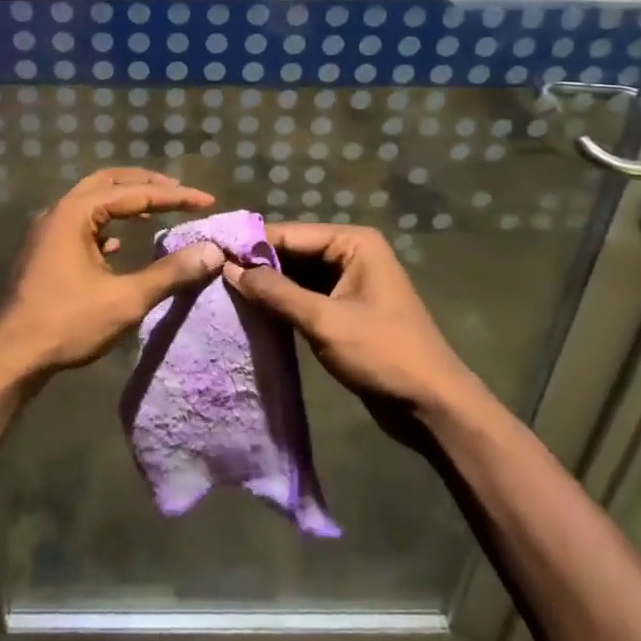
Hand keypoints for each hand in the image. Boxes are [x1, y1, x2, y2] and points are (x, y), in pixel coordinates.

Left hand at [0, 168, 222, 381]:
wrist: (9, 357)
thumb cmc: (66, 323)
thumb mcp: (125, 299)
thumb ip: (170, 273)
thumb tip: (212, 252)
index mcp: (76, 213)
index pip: (134, 193)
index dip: (174, 196)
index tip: (206, 200)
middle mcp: (59, 213)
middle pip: (108, 183)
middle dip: (145, 184)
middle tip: (178, 192)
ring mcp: (47, 232)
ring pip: (91, 202)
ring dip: (124, 202)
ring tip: (154, 211)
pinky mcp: (44, 253)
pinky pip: (80, 226)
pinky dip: (105, 225)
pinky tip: (118, 244)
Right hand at [224, 222, 483, 414]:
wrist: (432, 406)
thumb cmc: (382, 354)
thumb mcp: (323, 321)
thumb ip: (275, 292)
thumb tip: (228, 268)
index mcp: (353, 243)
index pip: (289, 234)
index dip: (249, 245)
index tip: (208, 253)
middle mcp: (350, 254)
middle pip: (292, 252)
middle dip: (256, 266)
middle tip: (210, 275)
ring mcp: (349, 282)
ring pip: (296, 276)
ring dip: (267, 287)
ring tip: (221, 292)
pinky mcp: (345, 310)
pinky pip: (305, 297)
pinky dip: (282, 304)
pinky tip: (251, 313)